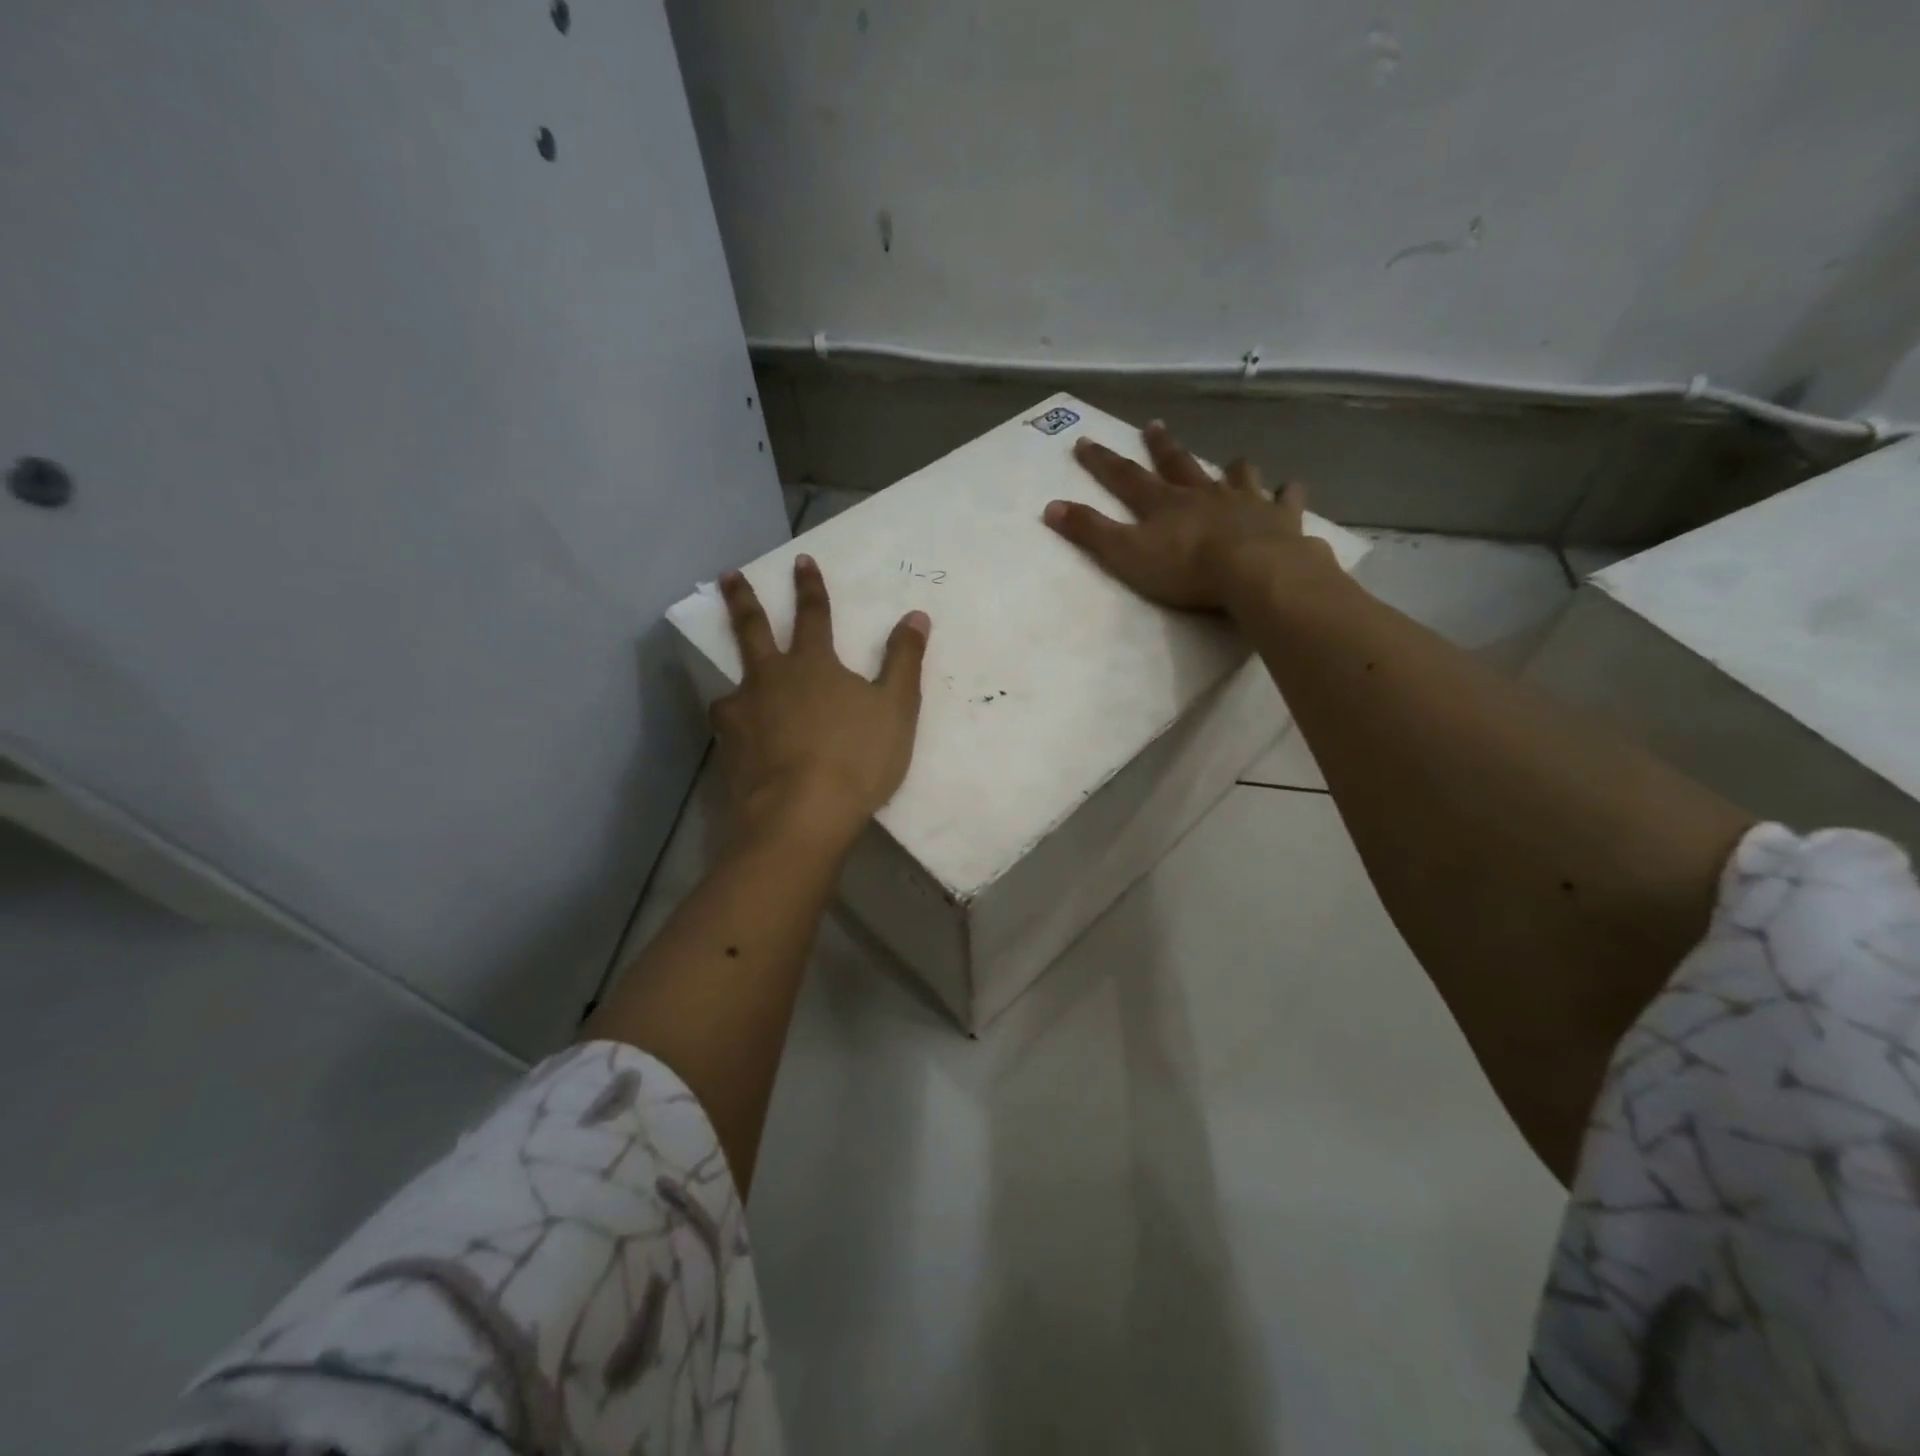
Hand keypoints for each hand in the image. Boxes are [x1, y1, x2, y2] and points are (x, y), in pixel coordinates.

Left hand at [713, 556, 929, 841]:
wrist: (800, 815)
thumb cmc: (856, 758)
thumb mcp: (896, 709)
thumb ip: (905, 661)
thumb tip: (916, 616)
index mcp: (814, 664)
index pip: (814, 615)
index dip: (810, 587)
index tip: (801, 561)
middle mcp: (771, 679)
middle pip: (753, 630)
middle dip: (743, 600)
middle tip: (729, 575)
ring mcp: (744, 713)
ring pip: (733, 683)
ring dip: (735, 676)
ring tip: (734, 686)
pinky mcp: (728, 748)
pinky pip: (729, 727)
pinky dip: (735, 725)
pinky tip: (739, 739)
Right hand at [1043, 421, 1336, 614]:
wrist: (1254, 572)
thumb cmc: (1185, 568)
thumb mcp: (1125, 554)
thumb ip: (1089, 532)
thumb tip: (1049, 507)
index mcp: (1164, 503)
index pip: (1125, 477)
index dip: (1102, 461)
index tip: (1085, 441)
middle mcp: (1202, 493)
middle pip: (1178, 464)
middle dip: (1162, 446)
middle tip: (1154, 426)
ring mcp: (1245, 501)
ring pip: (1236, 474)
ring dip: (1230, 467)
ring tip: (1230, 461)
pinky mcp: (1280, 517)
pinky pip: (1285, 498)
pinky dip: (1285, 493)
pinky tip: (1289, 490)